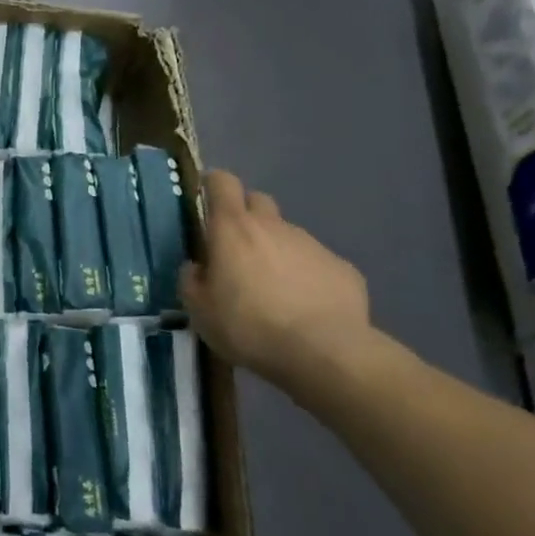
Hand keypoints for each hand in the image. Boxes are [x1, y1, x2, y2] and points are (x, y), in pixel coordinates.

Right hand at [181, 168, 371, 389]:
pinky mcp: (343, 268)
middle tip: (238, 251)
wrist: (325, 353)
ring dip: (277, 252)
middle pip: (257, 201)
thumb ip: (191, 281)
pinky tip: (307, 309)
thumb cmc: (249, 326)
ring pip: (288, 236)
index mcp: (233, 227)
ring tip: (276, 291)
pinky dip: (308, 277)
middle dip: (247, 217)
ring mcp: (312, 244)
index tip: (207, 202)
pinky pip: (317, 264)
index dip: (213, 185)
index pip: (222, 182)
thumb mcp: (200, 311)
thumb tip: (196, 268)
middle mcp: (273, 225)